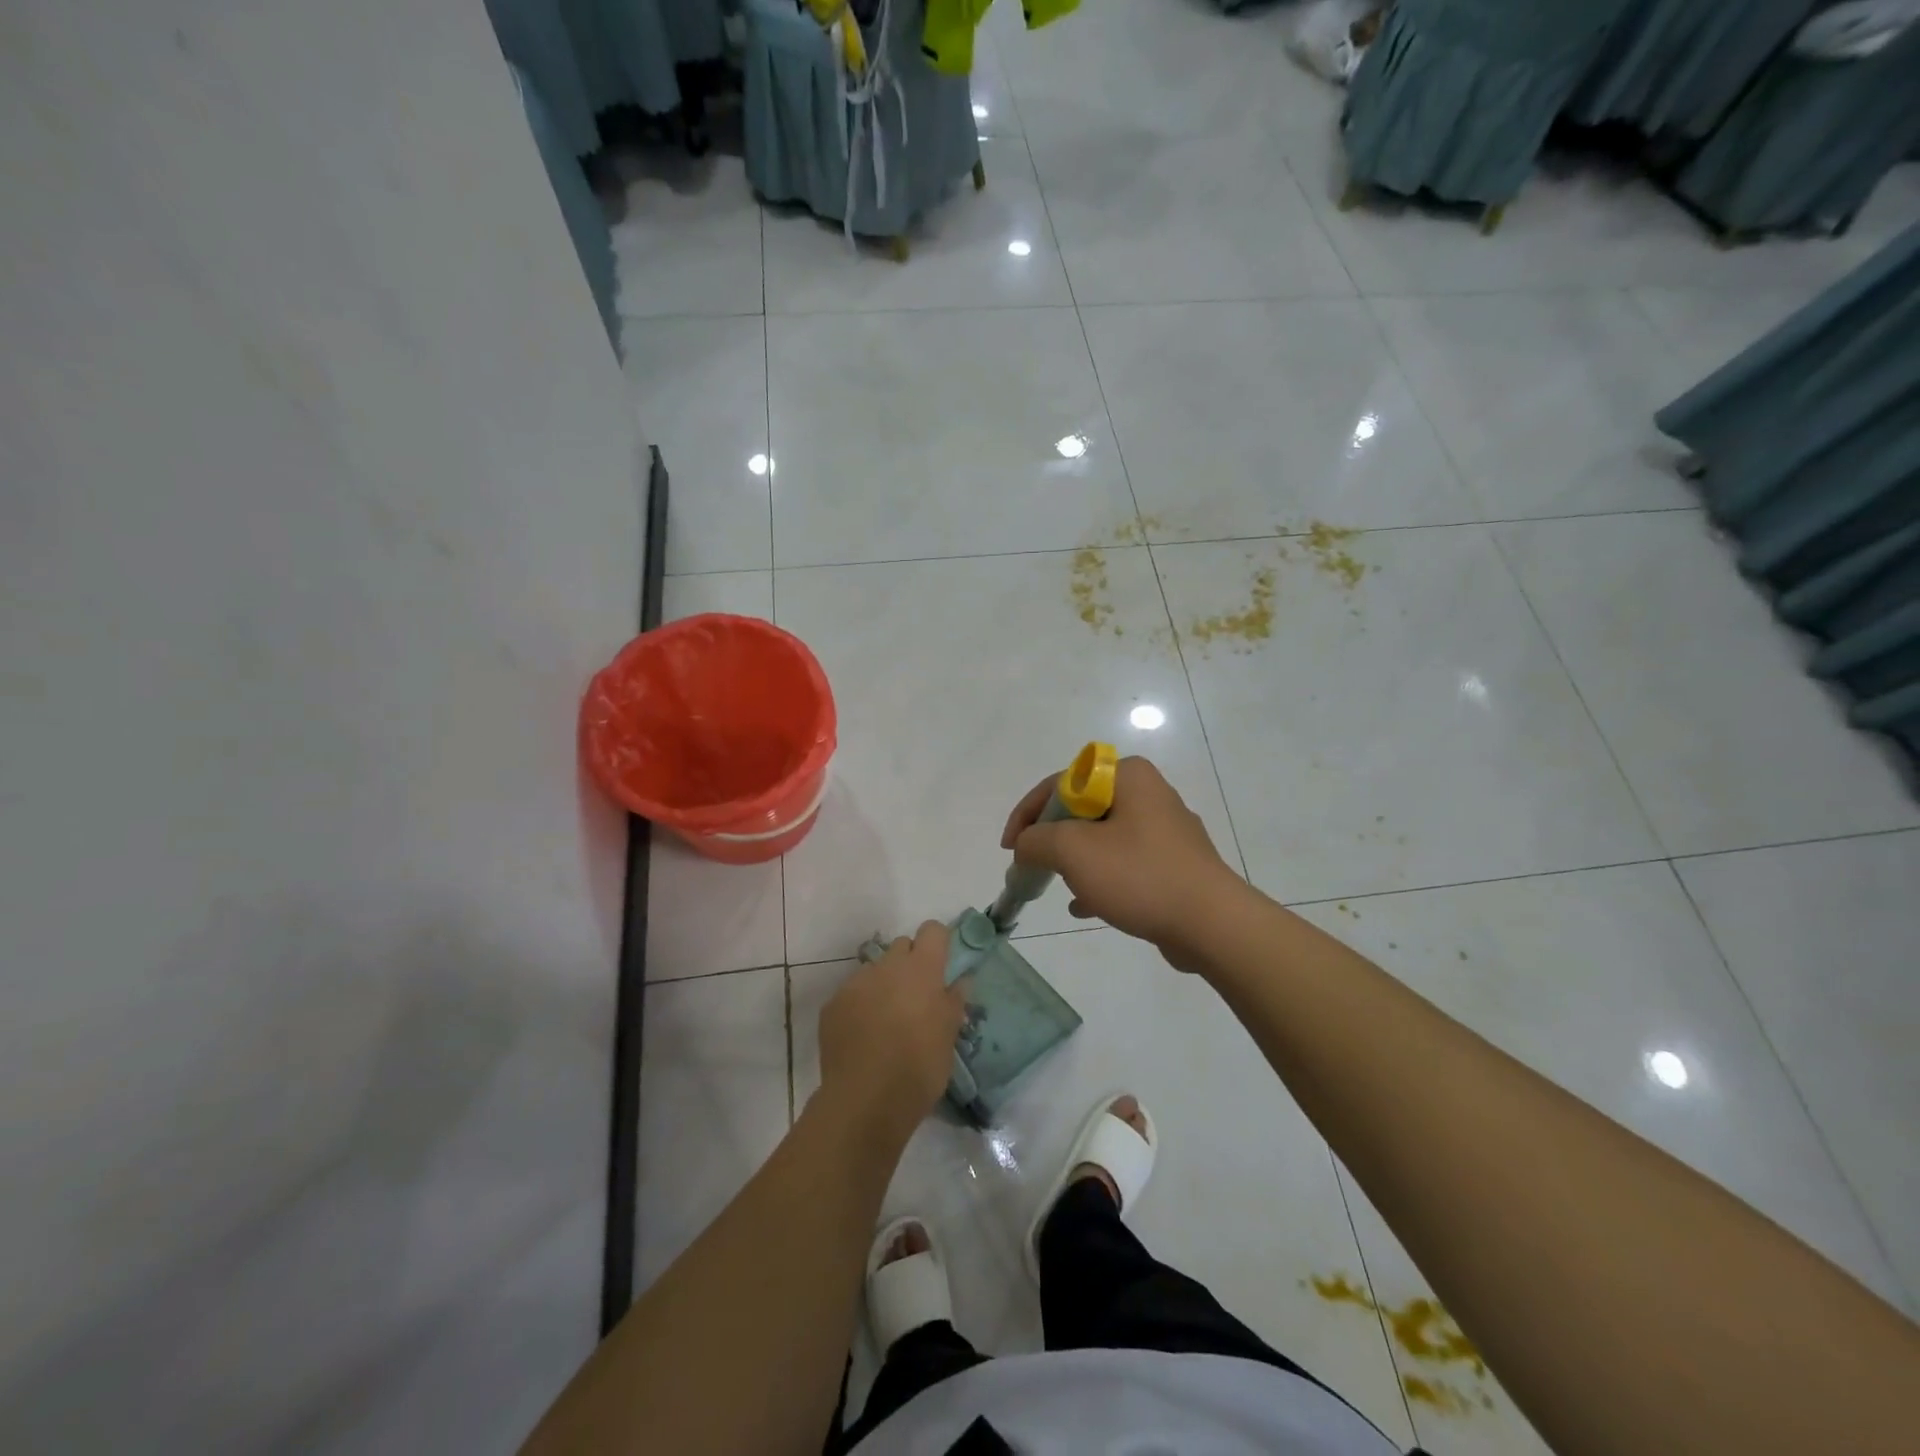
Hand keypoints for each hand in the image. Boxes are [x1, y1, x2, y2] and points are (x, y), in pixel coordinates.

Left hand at [817, 921, 965, 1133]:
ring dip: (884, 985)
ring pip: (875, 970)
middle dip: (910, 963)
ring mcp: (856, 983)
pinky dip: (860, 1006)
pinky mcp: (832, 1005)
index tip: (942, 965)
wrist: (865, 1100)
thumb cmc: (919, 1067)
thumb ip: (954, 1001)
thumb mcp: (948, 1036)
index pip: (932, 930)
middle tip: (917, 998)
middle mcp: (887, 966)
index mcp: (921, 969)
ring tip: (887, 1021)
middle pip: (902, 946)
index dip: (939, 942)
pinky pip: (852, 993)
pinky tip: (864, 1037)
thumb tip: (960, 980)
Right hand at [1000, 756, 1239, 966]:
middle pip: (1081, 810)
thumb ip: (1037, 840)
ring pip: (1102, 838)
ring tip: (1059, 887)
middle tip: (1032, 866)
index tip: (1010, 848)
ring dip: (1075, 861)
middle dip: (1052, 840)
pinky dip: (1100, 879)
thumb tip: (1025, 844)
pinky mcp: (1174, 862)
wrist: (1212, 924)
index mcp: (1128, 775)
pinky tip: (1084, 906)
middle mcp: (1149, 792)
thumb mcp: (1073, 851)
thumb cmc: (1139, 875)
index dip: (1028, 814)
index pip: (1061, 783)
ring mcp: (1165, 829)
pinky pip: (1125, 863)